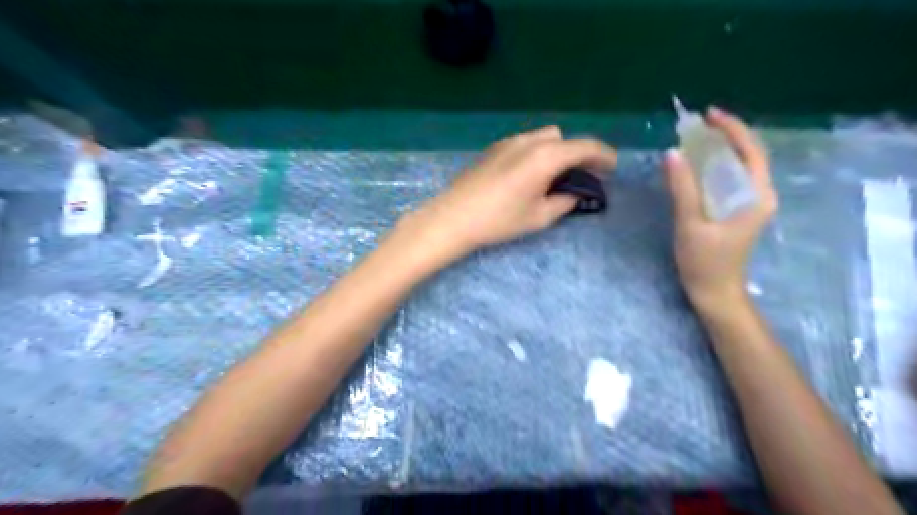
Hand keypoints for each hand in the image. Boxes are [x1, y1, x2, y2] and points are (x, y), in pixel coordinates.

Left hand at [406, 127, 614, 258]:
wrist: (453, 218)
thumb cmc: (499, 220)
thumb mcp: (539, 217)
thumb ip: (564, 202)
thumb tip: (575, 194)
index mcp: (545, 156)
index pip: (585, 146)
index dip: (604, 156)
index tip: (613, 168)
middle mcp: (529, 141)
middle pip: (564, 138)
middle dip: (578, 153)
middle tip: (582, 177)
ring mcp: (508, 142)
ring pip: (543, 138)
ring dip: (556, 152)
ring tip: (555, 177)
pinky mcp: (493, 149)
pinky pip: (525, 143)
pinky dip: (537, 153)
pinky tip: (529, 175)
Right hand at [663, 107, 775, 310]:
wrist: (714, 293)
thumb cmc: (705, 262)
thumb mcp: (690, 223)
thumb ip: (682, 188)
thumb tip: (672, 153)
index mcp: (757, 196)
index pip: (751, 151)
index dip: (732, 129)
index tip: (709, 114)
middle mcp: (759, 195)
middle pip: (746, 156)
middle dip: (724, 137)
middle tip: (696, 125)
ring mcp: (748, 204)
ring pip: (736, 168)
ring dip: (716, 152)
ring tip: (692, 140)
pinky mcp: (736, 212)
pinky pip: (726, 181)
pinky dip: (711, 169)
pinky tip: (694, 167)